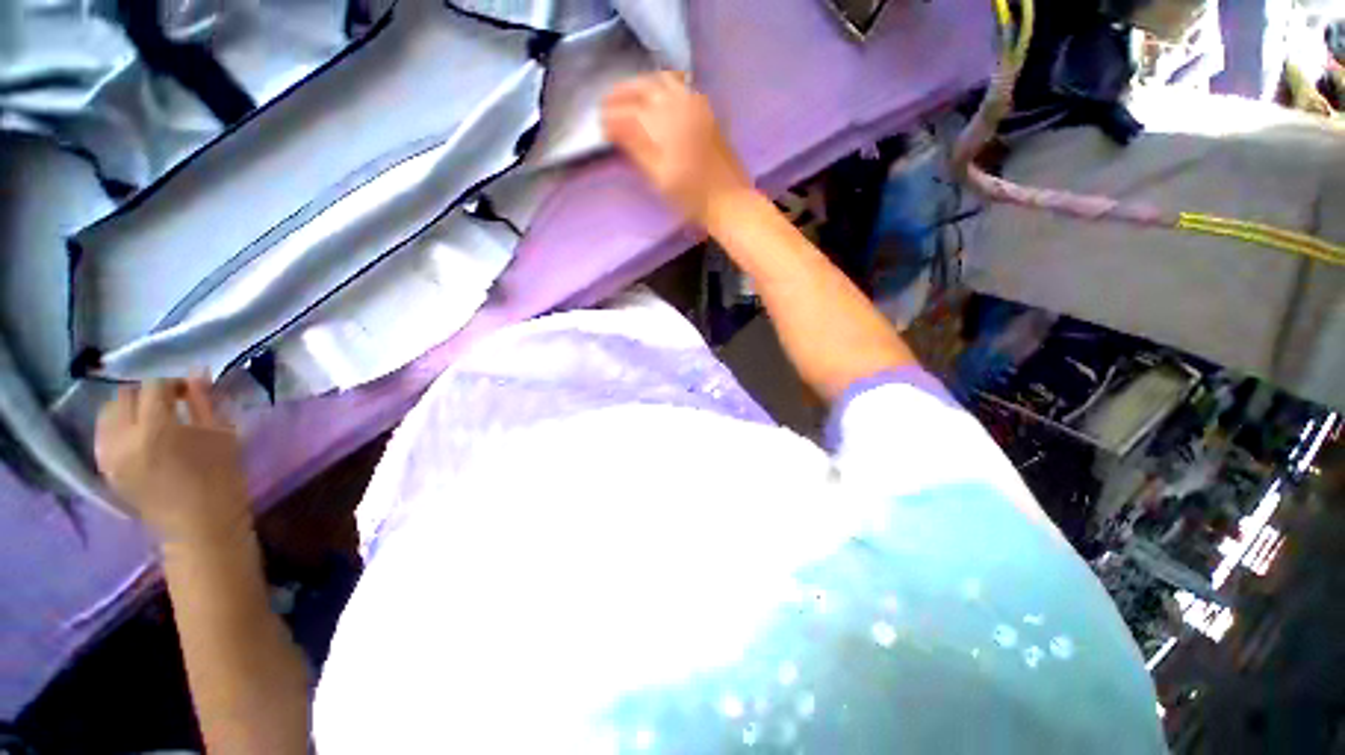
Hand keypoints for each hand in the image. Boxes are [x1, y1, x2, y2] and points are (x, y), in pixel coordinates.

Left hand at [95, 378, 249, 545]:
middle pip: (125, 396)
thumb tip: (196, 374)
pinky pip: (103, 435)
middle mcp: (125, 438)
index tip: (189, 392)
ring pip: (108, 414)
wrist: (200, 526)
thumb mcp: (222, 435)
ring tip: (150, 419)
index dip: (172, 383)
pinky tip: (136, 436)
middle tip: (169, 404)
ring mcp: (110, 455)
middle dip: (146, 394)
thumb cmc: (221, 478)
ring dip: (128, 409)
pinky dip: (117, 427)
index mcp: (157, 428)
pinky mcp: (106, 469)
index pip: (154, 386)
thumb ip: (204, 402)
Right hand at [602, 72, 753, 226]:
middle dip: (622, 93)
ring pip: (662, 80)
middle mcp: (679, 104)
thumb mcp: (658, 175)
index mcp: (664, 122)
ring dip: (641, 85)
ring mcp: (695, 105)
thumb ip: (635, 147)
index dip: (611, 115)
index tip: (599, 124)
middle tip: (607, 105)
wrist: (728, 200)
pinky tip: (657, 99)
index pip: (629, 110)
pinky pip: (680, 86)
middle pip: (644, 86)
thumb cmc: (691, 196)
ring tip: (629, 99)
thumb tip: (612, 126)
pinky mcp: (705, 111)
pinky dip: (662, 85)